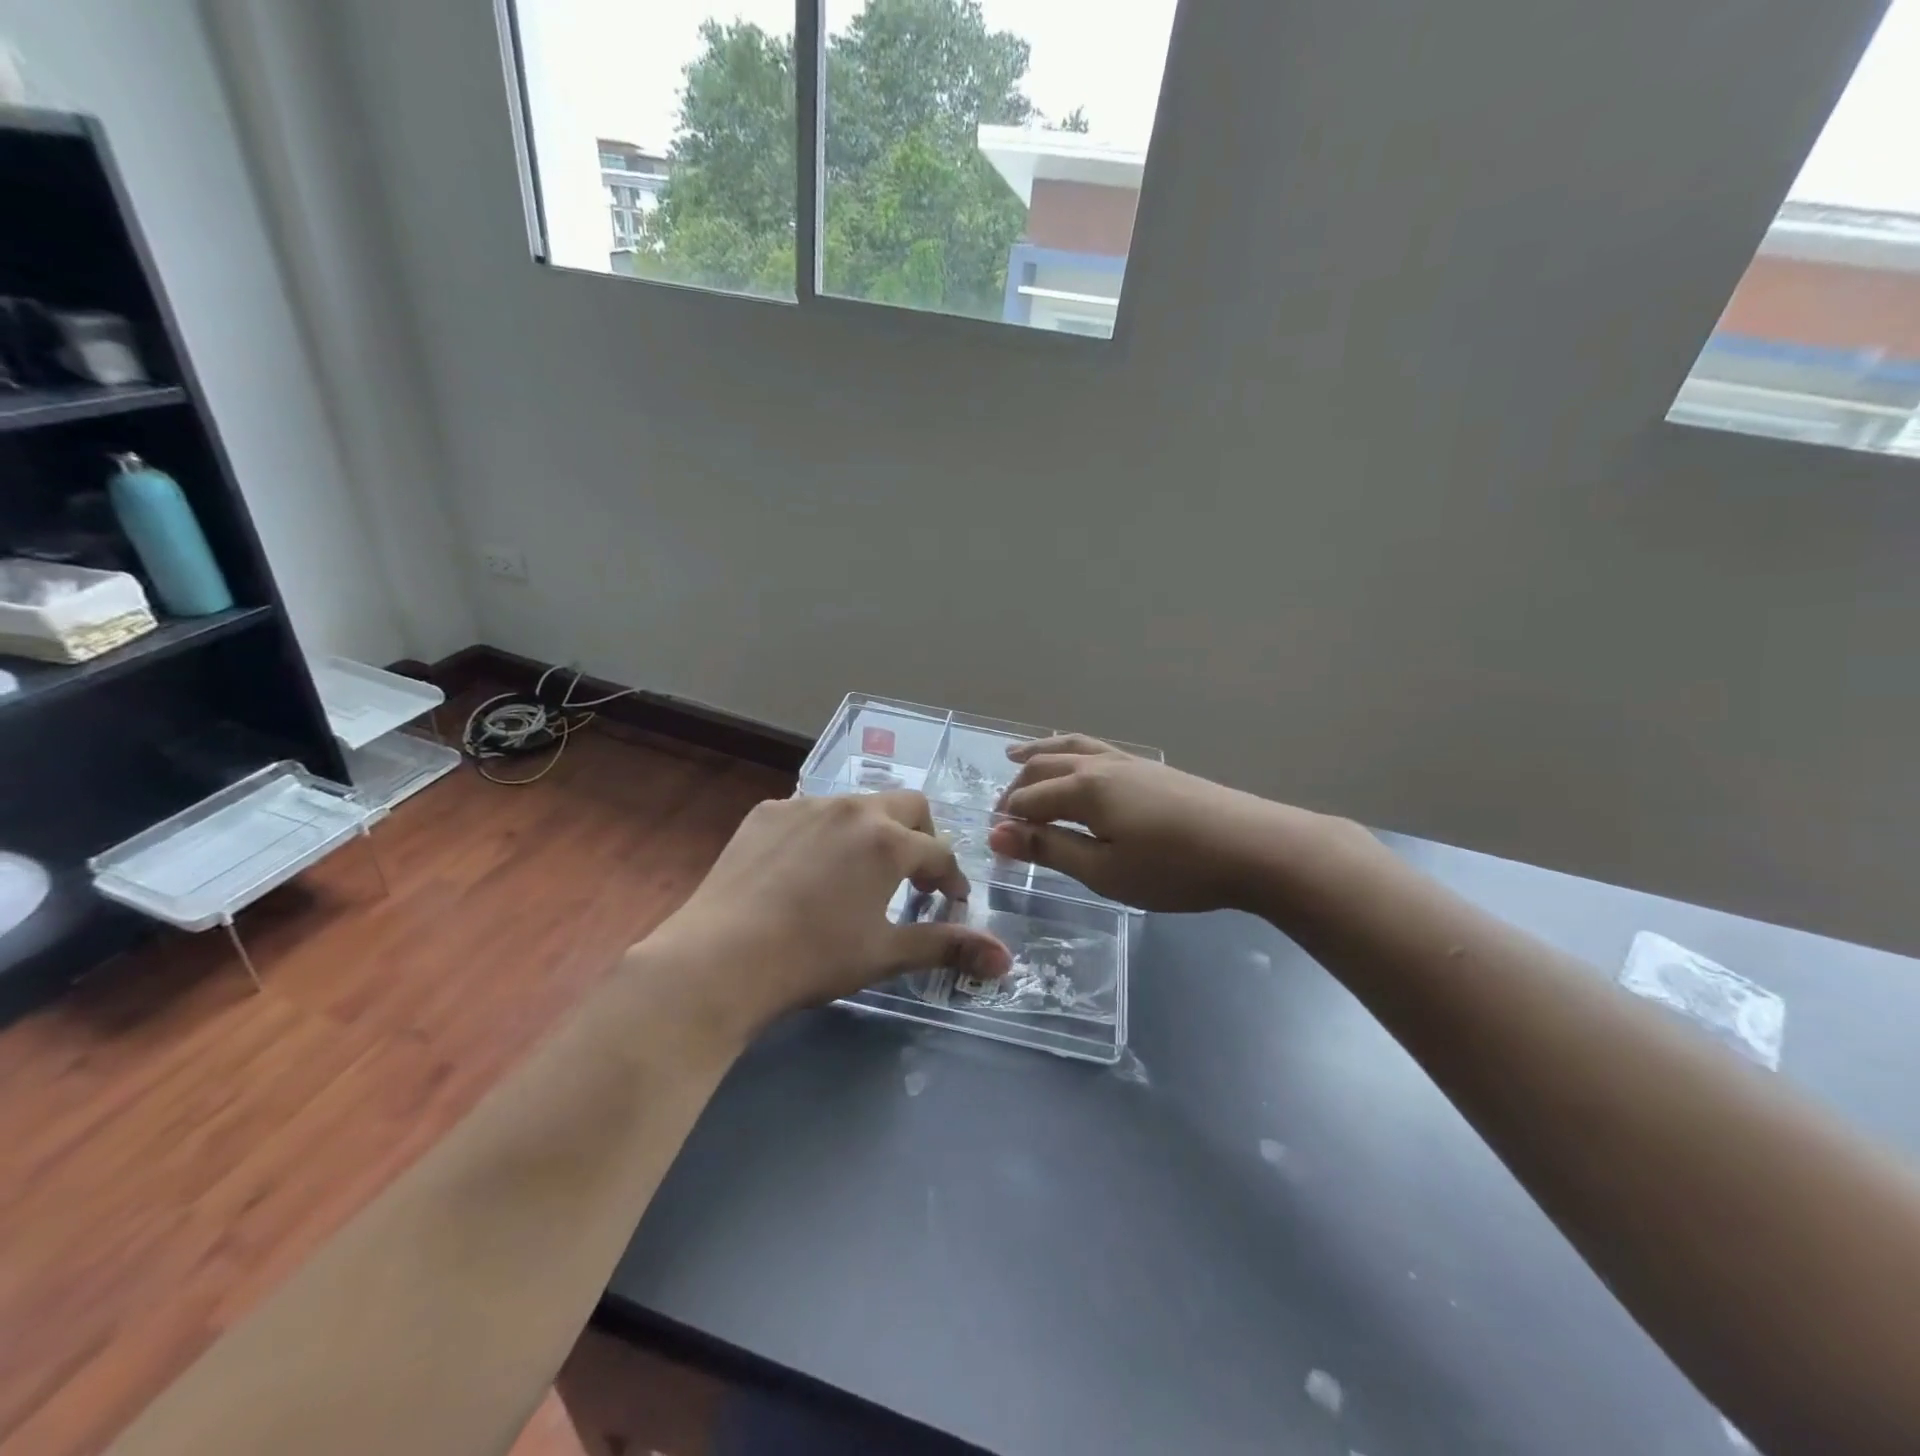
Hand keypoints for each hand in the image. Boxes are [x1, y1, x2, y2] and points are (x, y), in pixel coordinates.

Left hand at [646, 791, 1010, 1039]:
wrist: (720, 958)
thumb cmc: (814, 958)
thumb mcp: (886, 954)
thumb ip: (948, 947)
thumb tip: (1006, 959)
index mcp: (889, 840)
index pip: (939, 853)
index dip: (951, 880)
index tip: (949, 903)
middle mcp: (852, 808)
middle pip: (908, 806)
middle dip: (922, 836)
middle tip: (912, 877)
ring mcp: (805, 804)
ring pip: (857, 806)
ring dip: (872, 833)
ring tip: (857, 874)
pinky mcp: (766, 812)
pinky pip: (810, 813)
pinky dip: (824, 834)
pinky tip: (805, 870)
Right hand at [986, 736, 1299, 913]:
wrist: (1253, 847)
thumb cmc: (1173, 868)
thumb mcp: (1104, 870)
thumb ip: (1049, 849)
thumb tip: (996, 833)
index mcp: (1083, 789)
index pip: (1029, 801)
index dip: (1007, 823)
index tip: (994, 846)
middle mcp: (1100, 765)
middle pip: (1044, 769)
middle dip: (1016, 791)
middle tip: (1001, 818)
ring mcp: (1128, 762)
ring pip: (1070, 749)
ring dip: (1039, 755)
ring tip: (1015, 755)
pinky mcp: (1150, 770)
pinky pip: (1094, 750)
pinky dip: (1070, 751)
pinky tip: (1077, 761)